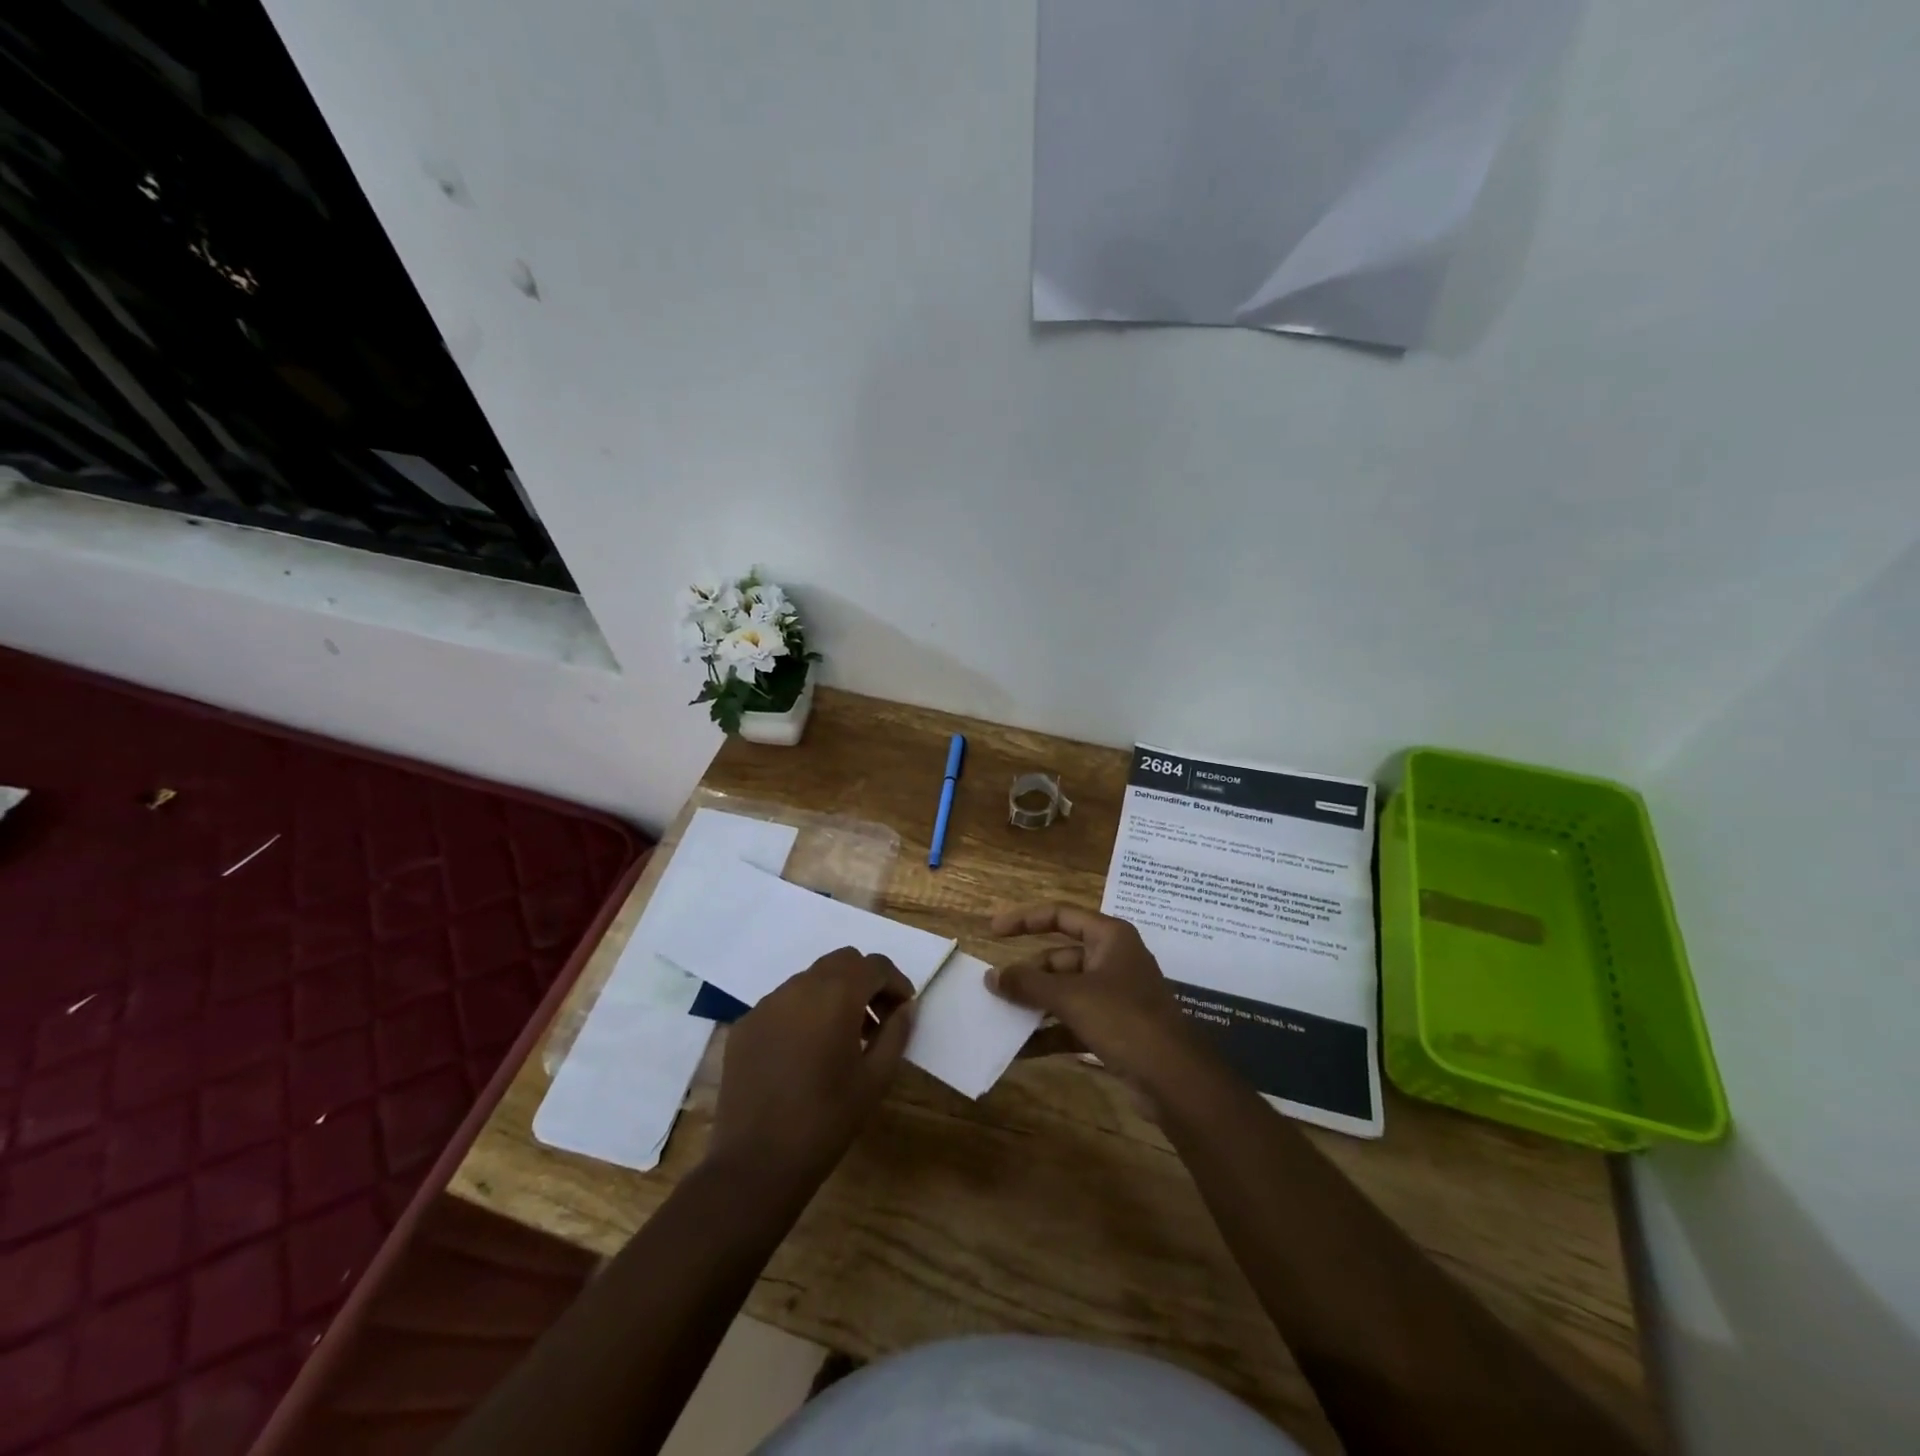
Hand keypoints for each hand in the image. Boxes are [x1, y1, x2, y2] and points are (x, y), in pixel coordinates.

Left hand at [708, 947, 914, 1190]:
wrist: (756, 1163)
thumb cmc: (827, 1120)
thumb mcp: (876, 1078)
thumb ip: (896, 1033)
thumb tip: (905, 1007)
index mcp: (836, 994)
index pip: (875, 965)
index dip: (896, 983)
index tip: (903, 1010)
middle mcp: (799, 986)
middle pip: (842, 962)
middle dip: (865, 982)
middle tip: (876, 1021)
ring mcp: (766, 1004)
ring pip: (810, 979)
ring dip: (833, 995)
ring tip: (841, 1039)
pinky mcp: (745, 1025)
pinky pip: (783, 1003)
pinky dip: (802, 1013)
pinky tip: (804, 1053)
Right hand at [986, 903, 1205, 1094]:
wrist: (1176, 1080)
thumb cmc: (1125, 1020)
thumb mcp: (1071, 997)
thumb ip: (1028, 984)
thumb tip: (991, 976)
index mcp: (1110, 937)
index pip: (1061, 914)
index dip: (1026, 920)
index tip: (993, 931)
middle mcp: (1113, 960)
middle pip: (1060, 957)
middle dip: (1028, 973)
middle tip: (994, 988)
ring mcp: (1115, 996)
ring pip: (1064, 992)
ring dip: (1034, 1004)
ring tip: (1000, 1017)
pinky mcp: (1114, 1029)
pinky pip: (1072, 1022)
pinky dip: (1048, 1031)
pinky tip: (1020, 1048)